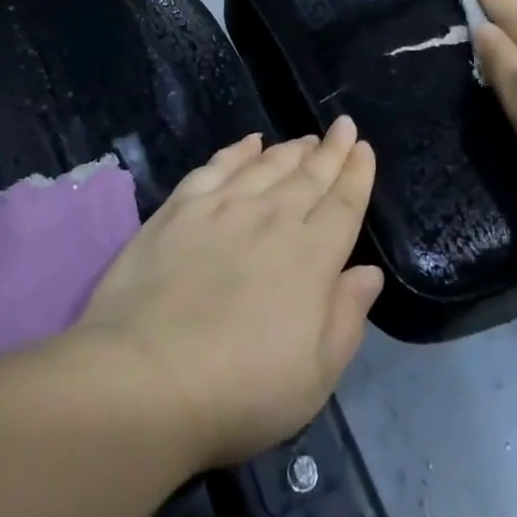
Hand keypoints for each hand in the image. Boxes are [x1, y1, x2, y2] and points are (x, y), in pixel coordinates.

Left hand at [76, 117, 383, 469]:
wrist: (146, 377)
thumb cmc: (240, 390)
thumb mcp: (315, 376)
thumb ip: (347, 317)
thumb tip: (370, 272)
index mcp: (311, 257)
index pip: (343, 205)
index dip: (357, 175)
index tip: (364, 148)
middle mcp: (272, 218)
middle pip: (309, 176)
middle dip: (331, 150)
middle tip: (344, 126)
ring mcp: (223, 207)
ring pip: (267, 165)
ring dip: (291, 149)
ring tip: (307, 138)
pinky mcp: (181, 207)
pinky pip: (217, 166)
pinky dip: (238, 151)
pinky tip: (250, 142)